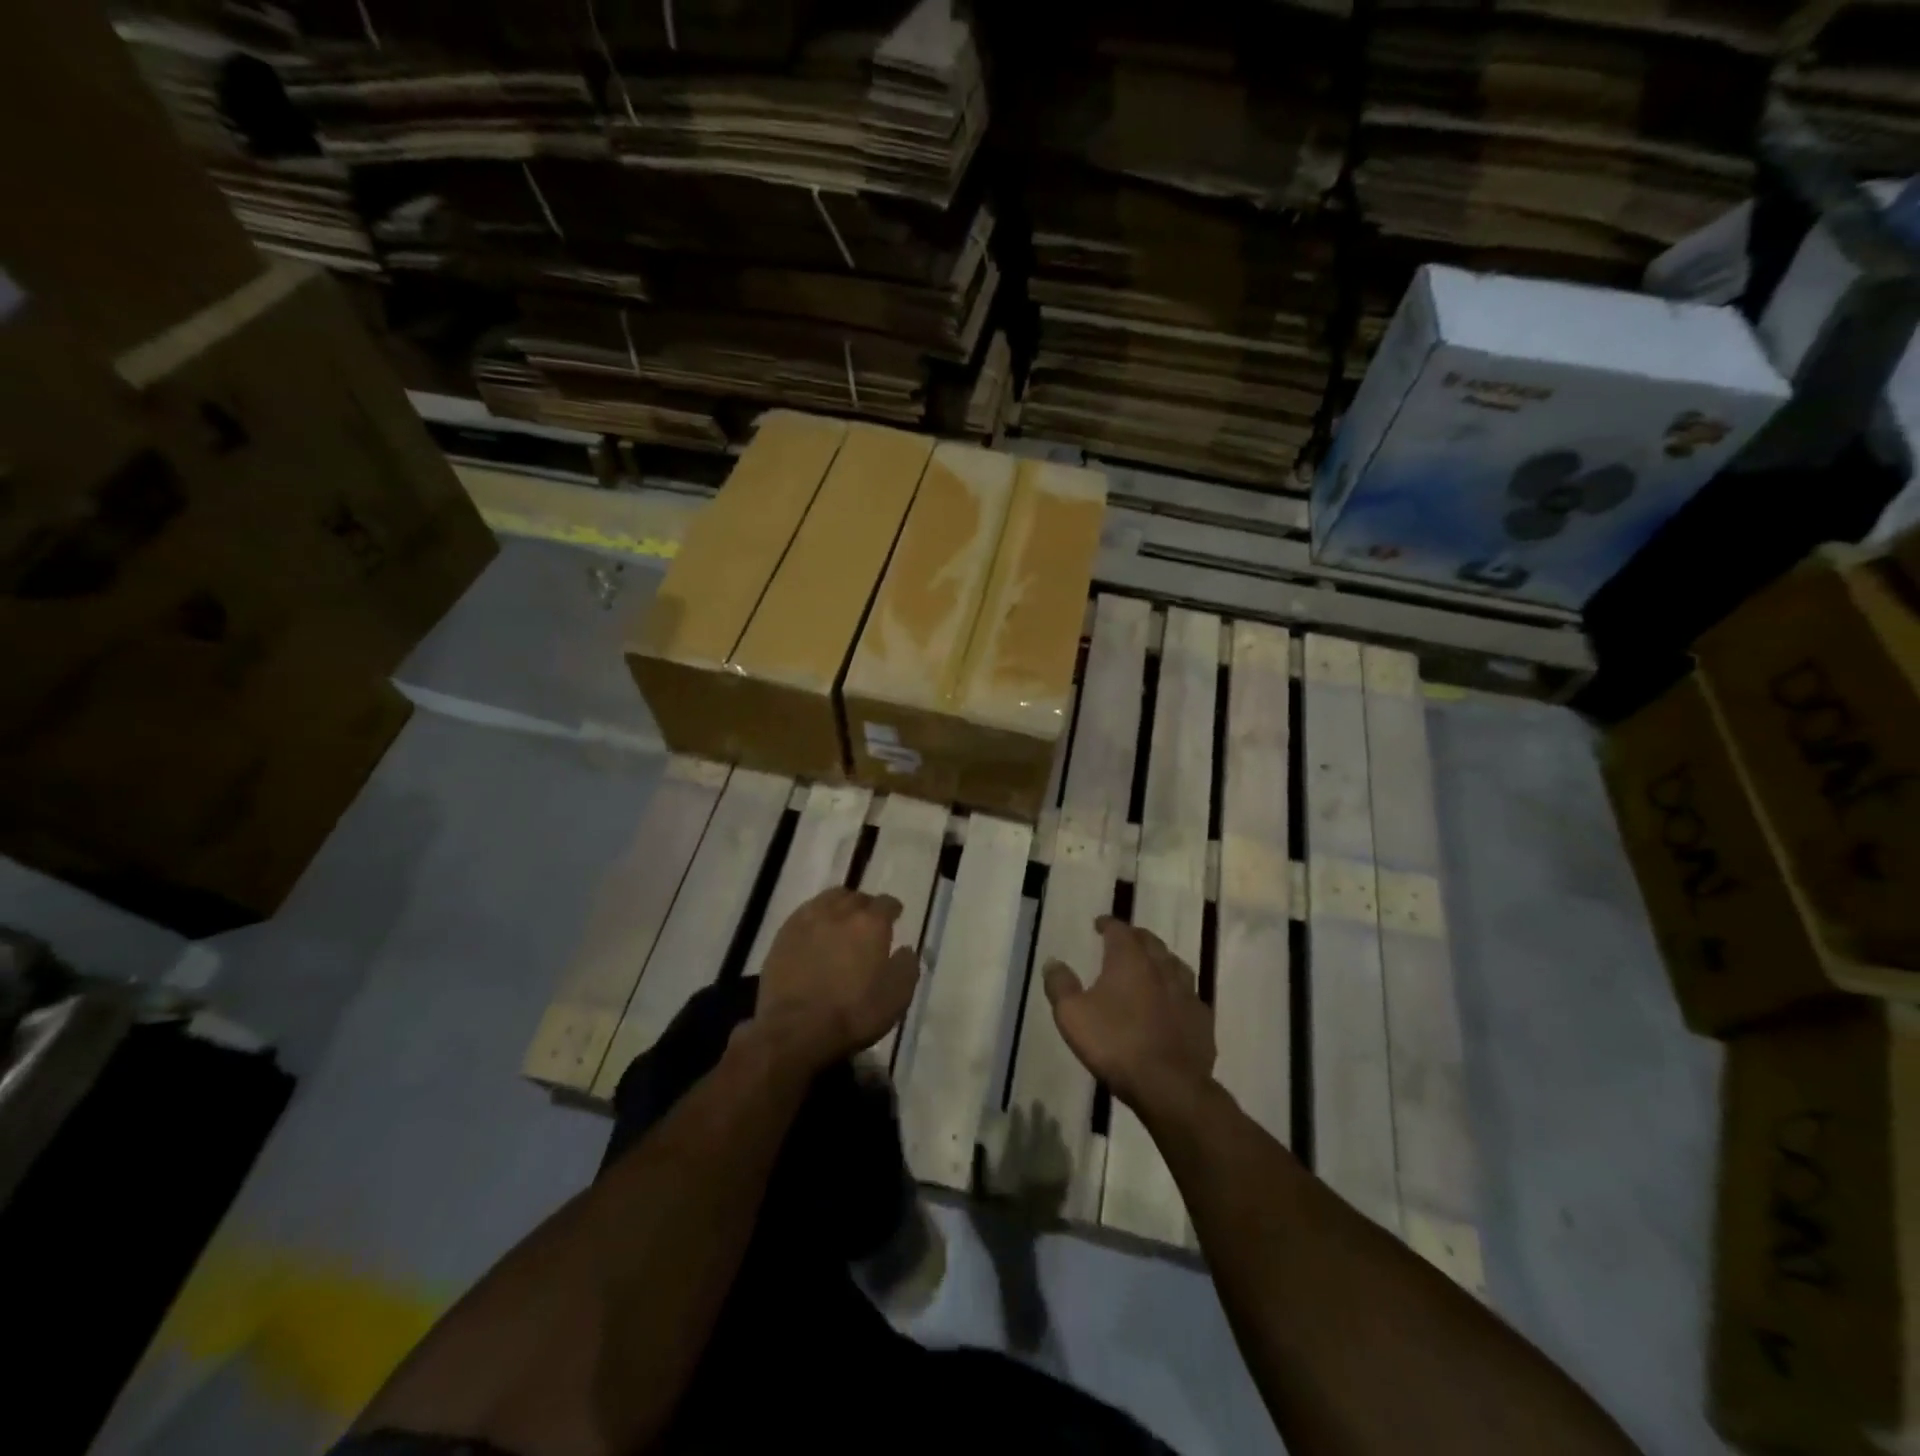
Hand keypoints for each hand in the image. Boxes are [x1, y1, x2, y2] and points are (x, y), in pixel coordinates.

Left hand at [754, 887, 919, 1070]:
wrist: (796, 1030)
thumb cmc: (853, 1015)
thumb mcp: (897, 998)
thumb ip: (907, 967)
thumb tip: (906, 949)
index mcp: (871, 923)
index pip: (886, 903)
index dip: (893, 909)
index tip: (895, 917)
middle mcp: (840, 912)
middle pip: (856, 897)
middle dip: (865, 907)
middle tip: (867, 923)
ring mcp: (808, 920)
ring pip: (828, 899)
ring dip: (839, 906)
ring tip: (840, 922)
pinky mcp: (784, 934)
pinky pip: (804, 913)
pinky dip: (815, 918)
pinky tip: (815, 933)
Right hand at [1044, 916, 1214, 1112]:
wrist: (1170, 1086)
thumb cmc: (1116, 1044)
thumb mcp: (1072, 1015)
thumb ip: (1060, 985)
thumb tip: (1053, 962)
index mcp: (1130, 960)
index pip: (1120, 930)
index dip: (1108, 924)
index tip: (1099, 924)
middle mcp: (1161, 967)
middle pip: (1150, 942)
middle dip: (1135, 937)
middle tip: (1123, 941)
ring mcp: (1187, 993)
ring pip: (1174, 964)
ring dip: (1160, 960)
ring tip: (1150, 966)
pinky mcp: (1202, 1019)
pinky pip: (1189, 995)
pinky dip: (1177, 991)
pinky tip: (1172, 1003)